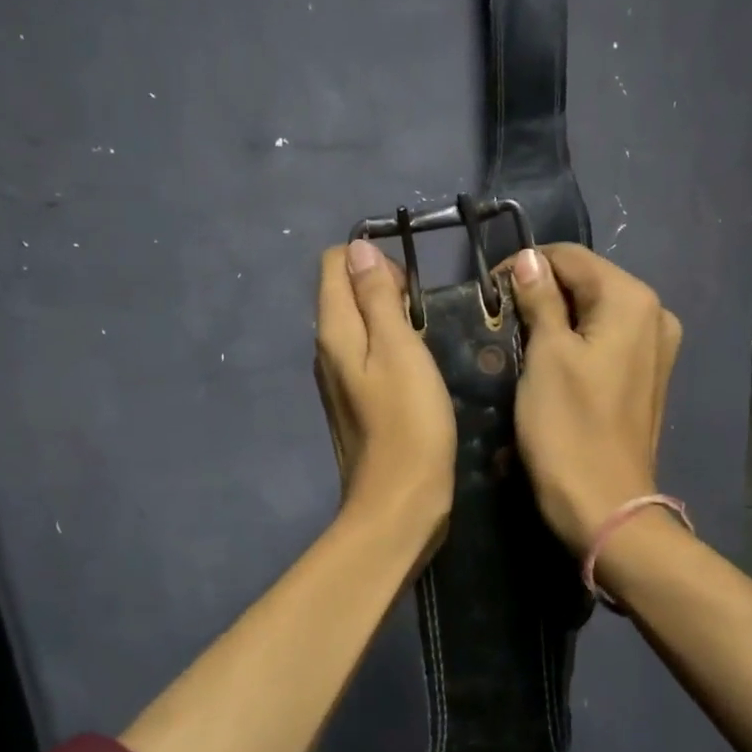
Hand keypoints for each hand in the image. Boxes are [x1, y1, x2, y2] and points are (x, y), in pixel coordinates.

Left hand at [315, 240, 456, 542]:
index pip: (334, 264)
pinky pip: (367, 357)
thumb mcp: (399, 349)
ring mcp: (337, 380)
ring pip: (358, 326)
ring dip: (390, 320)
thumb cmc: (409, 422)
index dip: (372, 261)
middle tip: (423, 316)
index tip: (410, 288)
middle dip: (383, 289)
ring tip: (425, 340)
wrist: (399, 502)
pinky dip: (390, 350)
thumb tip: (358, 249)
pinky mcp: (355, 403)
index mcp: (333, 332)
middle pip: (344, 293)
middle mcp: (326, 351)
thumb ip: (377, 297)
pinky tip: (417, 371)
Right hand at [505, 244, 682, 554]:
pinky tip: (548, 361)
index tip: (487, 291)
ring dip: (555, 318)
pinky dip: (575, 341)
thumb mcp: (546, 356)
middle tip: (499, 318)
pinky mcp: (646, 375)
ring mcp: (655, 347)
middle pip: (586, 282)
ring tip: (517, 339)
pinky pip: (605, 340)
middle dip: (541, 293)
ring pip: (594, 312)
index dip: (525, 267)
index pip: (570, 258)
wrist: (604, 506)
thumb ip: (539, 299)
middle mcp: (654, 314)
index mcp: (632, 300)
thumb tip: (528, 259)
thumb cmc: (568, 428)